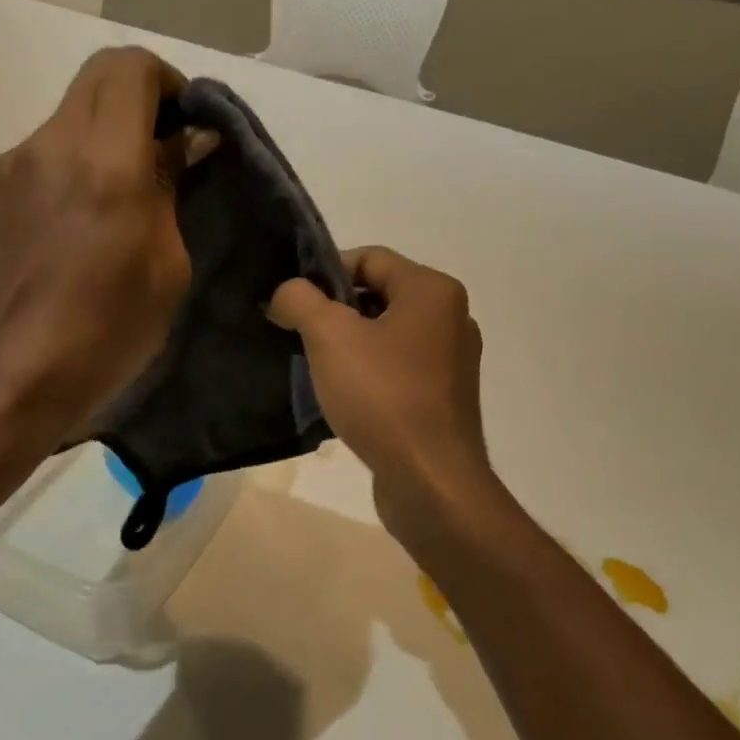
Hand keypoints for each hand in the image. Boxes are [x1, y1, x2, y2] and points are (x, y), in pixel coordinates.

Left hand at [0, 47, 210, 444]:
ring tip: (105, 212)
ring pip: (61, 126)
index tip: (182, 125)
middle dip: (134, 105)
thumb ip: (173, 188)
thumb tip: (187, 141)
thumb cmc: (108, 330)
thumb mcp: (168, 265)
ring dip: (94, 148)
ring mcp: (2, 171)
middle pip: (94, 82)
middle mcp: (46, 147)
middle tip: (156, 157)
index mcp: (104, 161)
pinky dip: (58, 180)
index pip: (130, 67)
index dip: (165, 82)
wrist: (11, 380)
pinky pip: (30, 167)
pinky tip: (62, 239)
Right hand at [269, 247, 498, 540]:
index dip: (324, 272)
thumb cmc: (383, 397)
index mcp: (433, 291)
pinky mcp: (446, 397)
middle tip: (299, 334)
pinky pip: (399, 368)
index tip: (293, 302)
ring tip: (316, 367)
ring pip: (387, 334)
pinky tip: (343, 396)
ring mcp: (452, 360)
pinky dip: (369, 372)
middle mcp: (451, 317)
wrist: (431, 481)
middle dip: (334, 311)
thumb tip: (286, 292)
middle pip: (379, 294)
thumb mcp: (329, 337)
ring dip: (349, 344)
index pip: (370, 258)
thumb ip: (300, 300)